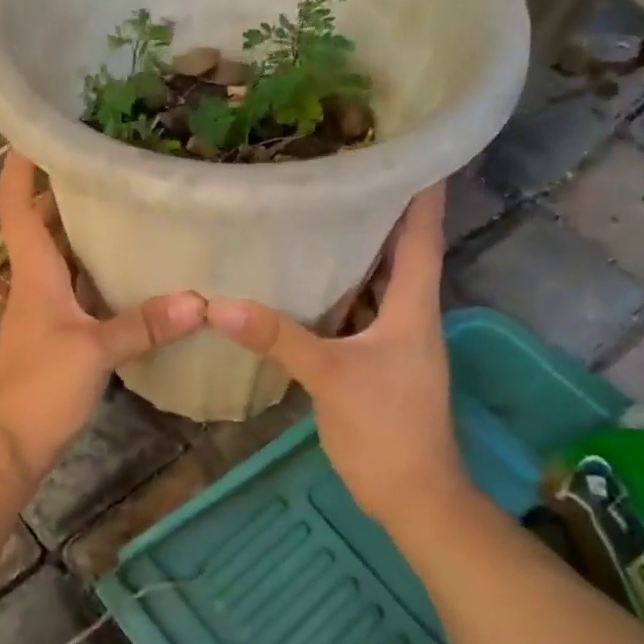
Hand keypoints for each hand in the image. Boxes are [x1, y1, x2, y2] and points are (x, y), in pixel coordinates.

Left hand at [0, 152, 204, 485]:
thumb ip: (144, 325)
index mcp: (34, 273)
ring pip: (62, 255)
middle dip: (64, 189)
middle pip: (42, 224)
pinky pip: (79, 287)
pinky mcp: (59, 333)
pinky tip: (134, 267)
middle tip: (106, 160)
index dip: (21, 168)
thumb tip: (198, 300)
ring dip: (84, 229)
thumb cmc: (40, 387)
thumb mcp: (94, 352)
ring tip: (126, 201)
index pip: (16, 207)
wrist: (11, 443)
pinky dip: (100, 271)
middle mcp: (36, 282)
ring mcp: (45, 309)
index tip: (37, 132)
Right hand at [205, 187, 475, 526]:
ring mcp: (393, 340)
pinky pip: (357, 311)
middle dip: (378, 210)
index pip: (422, 235)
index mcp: (413, 307)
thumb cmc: (386, 429)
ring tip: (320, 211)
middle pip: (398, 250)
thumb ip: (278, 338)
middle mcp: (409, 314)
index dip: (422, 191)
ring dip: (356, 249)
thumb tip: (220, 304)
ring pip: (376, 282)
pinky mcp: (375, 361)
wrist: (413, 496)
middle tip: (343, 169)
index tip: (414, 146)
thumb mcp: (330, 377)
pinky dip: (338, 291)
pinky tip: (305, 281)